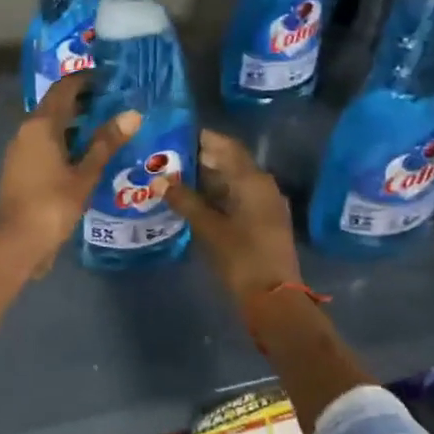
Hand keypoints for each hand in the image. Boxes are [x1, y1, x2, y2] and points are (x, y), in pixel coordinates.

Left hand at [0, 73, 139, 272]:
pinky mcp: (20, 167)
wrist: (15, 241)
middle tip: (114, 101)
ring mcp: (20, 149)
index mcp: (41, 125)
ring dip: (74, 122)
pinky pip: (45, 143)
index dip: (85, 80)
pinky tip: (85, 153)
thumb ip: (106, 143)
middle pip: (55, 105)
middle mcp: (26, 130)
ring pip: (49, 125)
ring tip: (105, 126)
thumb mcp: (85, 174)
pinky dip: (65, 140)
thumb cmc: (52, 204)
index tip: (109, 78)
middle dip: (82, 101)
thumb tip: (132, 114)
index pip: (64, 89)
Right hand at [161, 130, 301, 305]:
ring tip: (175, 177)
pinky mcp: (263, 221)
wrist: (274, 299)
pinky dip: (217, 194)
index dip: (201, 138)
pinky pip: (237, 196)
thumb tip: (159, 180)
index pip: (225, 145)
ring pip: (233, 180)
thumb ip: (184, 200)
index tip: (174, 134)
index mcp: (252, 180)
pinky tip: (194, 200)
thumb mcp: (208, 228)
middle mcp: (263, 185)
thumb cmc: (241, 258)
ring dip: (207, 177)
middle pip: (230, 161)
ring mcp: (265, 203)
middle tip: (168, 157)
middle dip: (200, 158)